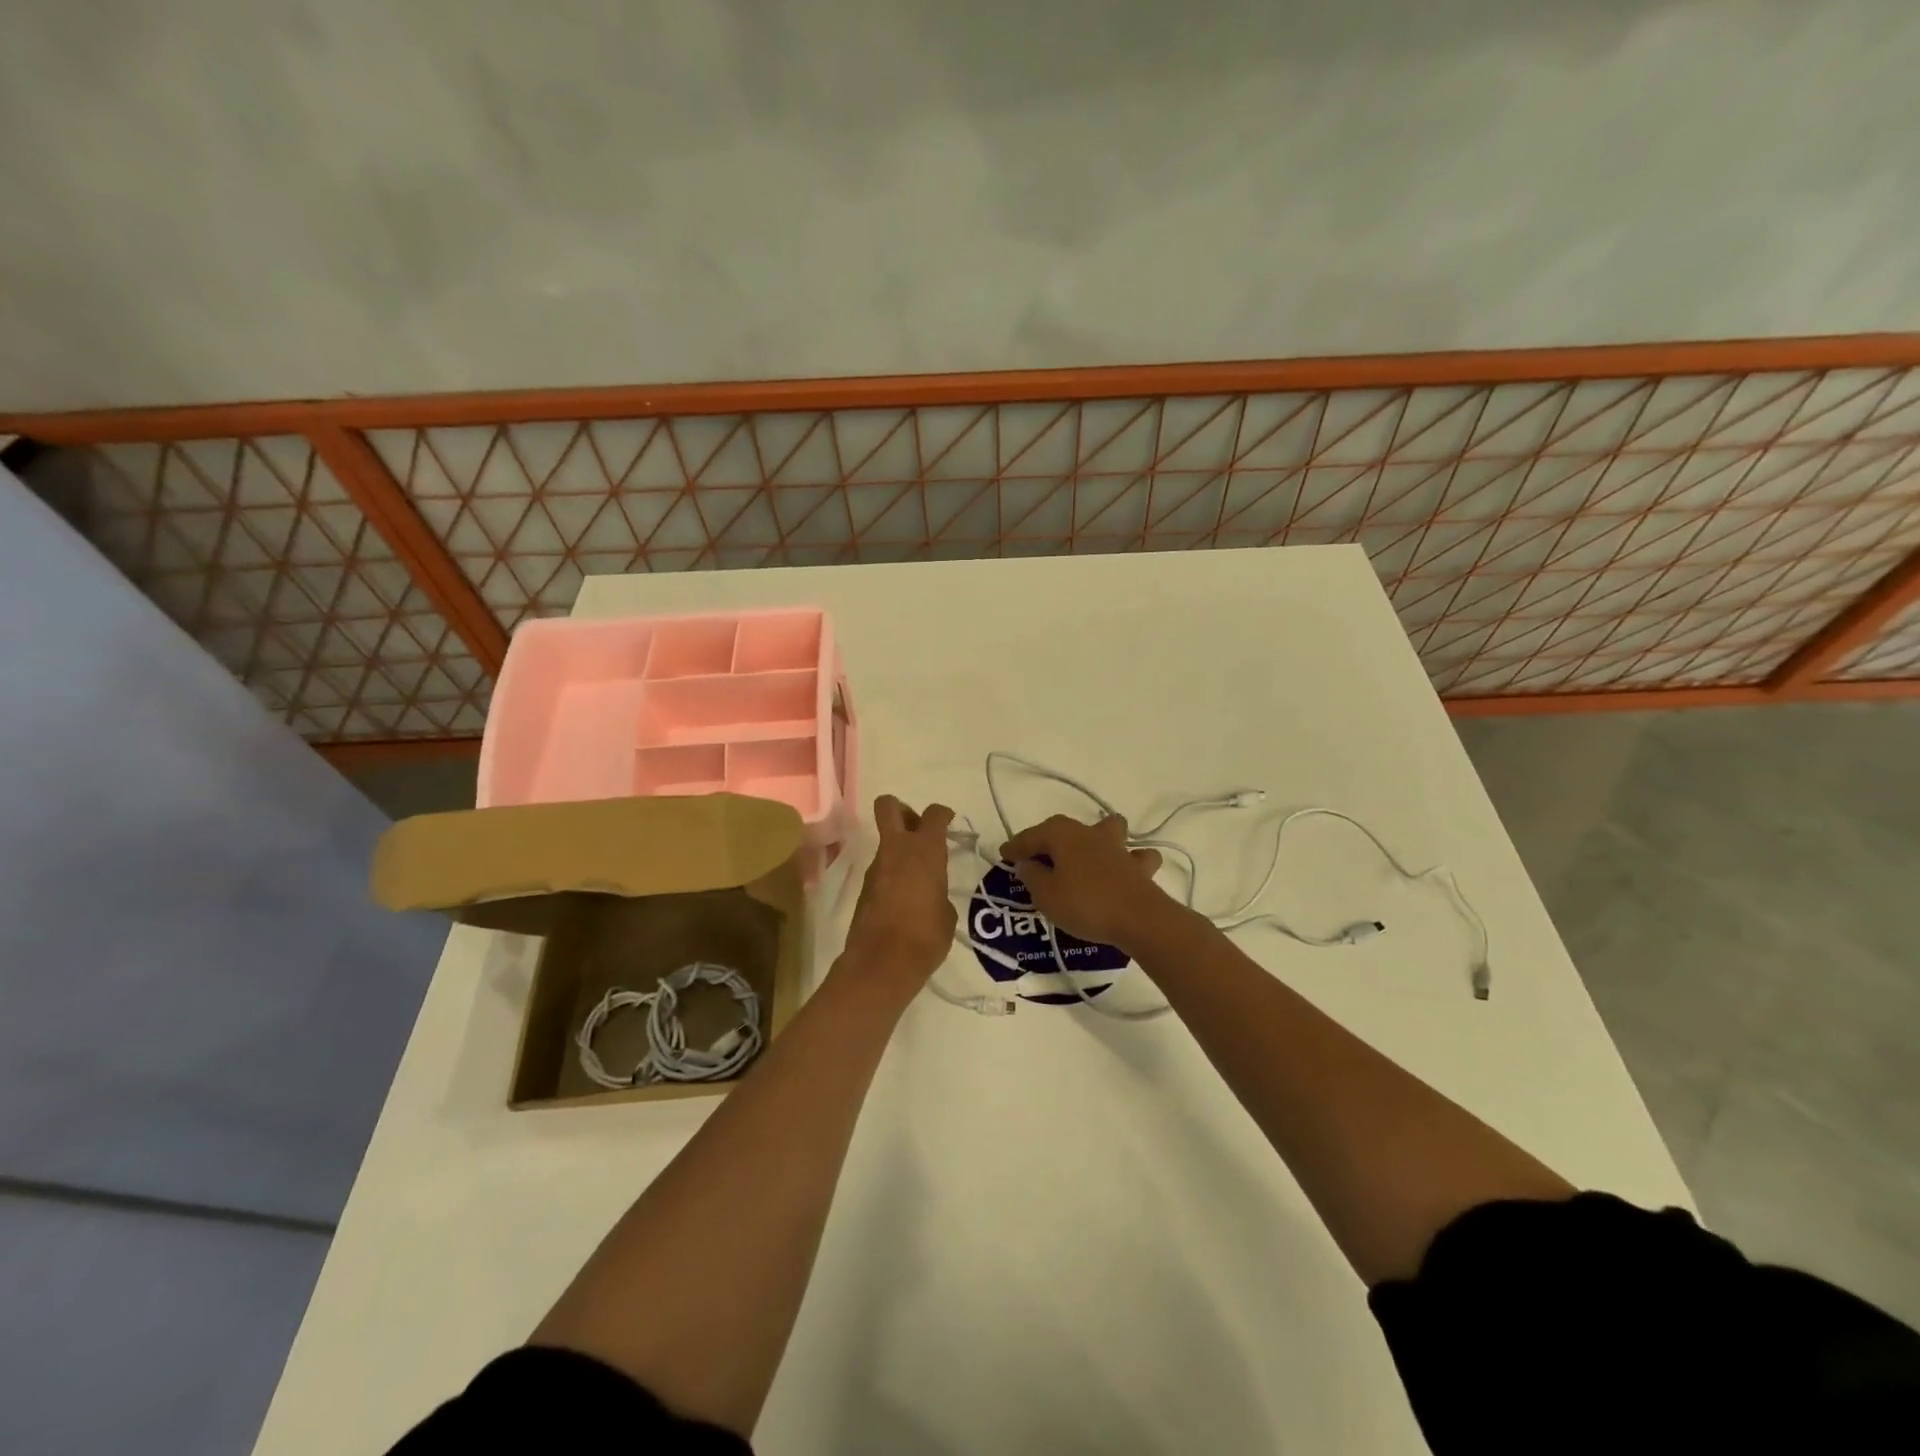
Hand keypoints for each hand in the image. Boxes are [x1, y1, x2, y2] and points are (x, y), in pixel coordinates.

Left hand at [840, 795, 958, 990]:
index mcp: (924, 851)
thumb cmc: (925, 936)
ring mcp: (876, 868)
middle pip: (889, 807)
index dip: (942, 813)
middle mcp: (896, 850)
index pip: (934, 815)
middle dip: (903, 810)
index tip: (949, 820)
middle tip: (918, 830)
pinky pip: (882, 869)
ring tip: (918, 878)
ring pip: (886, 842)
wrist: (881, 963)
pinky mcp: (864, 888)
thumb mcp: (947, 914)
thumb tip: (931, 894)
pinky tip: (905, 899)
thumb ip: (939, 893)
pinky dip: (892, 875)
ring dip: (899, 850)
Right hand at [998, 814, 1173, 951]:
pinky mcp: (1139, 867)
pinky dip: (1130, 861)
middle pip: (1065, 828)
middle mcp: (1090, 833)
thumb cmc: (1084, 903)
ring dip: (1097, 837)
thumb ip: (1032, 876)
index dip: (1015, 846)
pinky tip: (1124, 871)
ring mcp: (1118, 848)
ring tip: (1087, 854)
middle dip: (1049, 839)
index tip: (1004, 856)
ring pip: (1108, 830)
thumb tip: (1027, 864)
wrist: (1138, 918)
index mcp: (1063, 835)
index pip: (1031, 836)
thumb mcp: (1046, 895)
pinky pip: (1135, 857)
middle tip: (1037, 858)